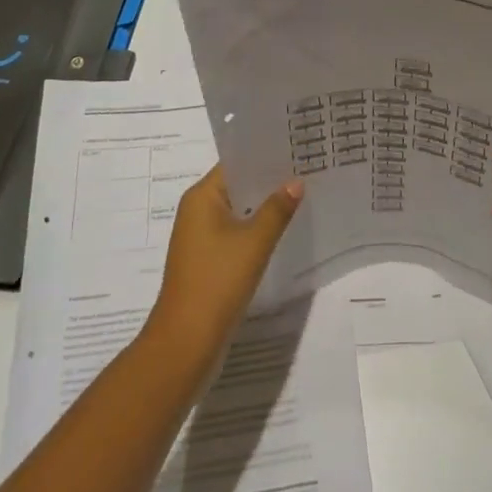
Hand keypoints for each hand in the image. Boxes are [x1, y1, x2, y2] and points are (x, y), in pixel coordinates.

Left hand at [148, 165, 301, 358]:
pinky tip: (283, 230)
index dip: (264, 155)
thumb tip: (296, 181)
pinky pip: (235, 234)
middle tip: (306, 168)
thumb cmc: (217, 282)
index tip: (295, 148)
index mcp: (201, 197)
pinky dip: (256, 229)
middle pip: (237, 186)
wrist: (186, 344)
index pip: (235, 163)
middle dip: (269, 181)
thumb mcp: (253, 242)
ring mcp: (201, 238)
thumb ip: (277, 209)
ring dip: (264, 207)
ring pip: (238, 211)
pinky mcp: (208, 261)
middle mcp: (197, 211)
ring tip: (302, 194)